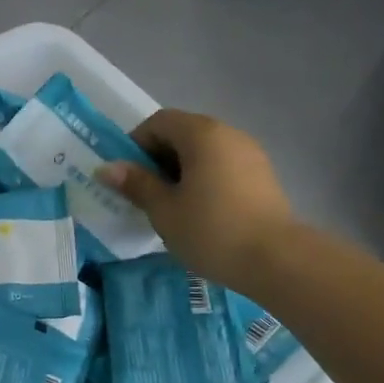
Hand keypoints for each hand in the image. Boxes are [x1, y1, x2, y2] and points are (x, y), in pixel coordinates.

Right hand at [97, 108, 294, 290]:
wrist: (277, 260)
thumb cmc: (211, 230)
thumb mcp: (164, 209)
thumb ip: (136, 184)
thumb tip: (106, 167)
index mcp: (202, 134)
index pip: (159, 122)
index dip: (136, 144)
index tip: (127, 177)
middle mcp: (228, 134)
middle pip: (182, 134)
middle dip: (157, 159)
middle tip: (143, 194)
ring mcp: (249, 154)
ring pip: (203, 152)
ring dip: (181, 171)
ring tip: (170, 206)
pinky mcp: (262, 177)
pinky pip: (222, 167)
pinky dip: (203, 180)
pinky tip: (199, 213)